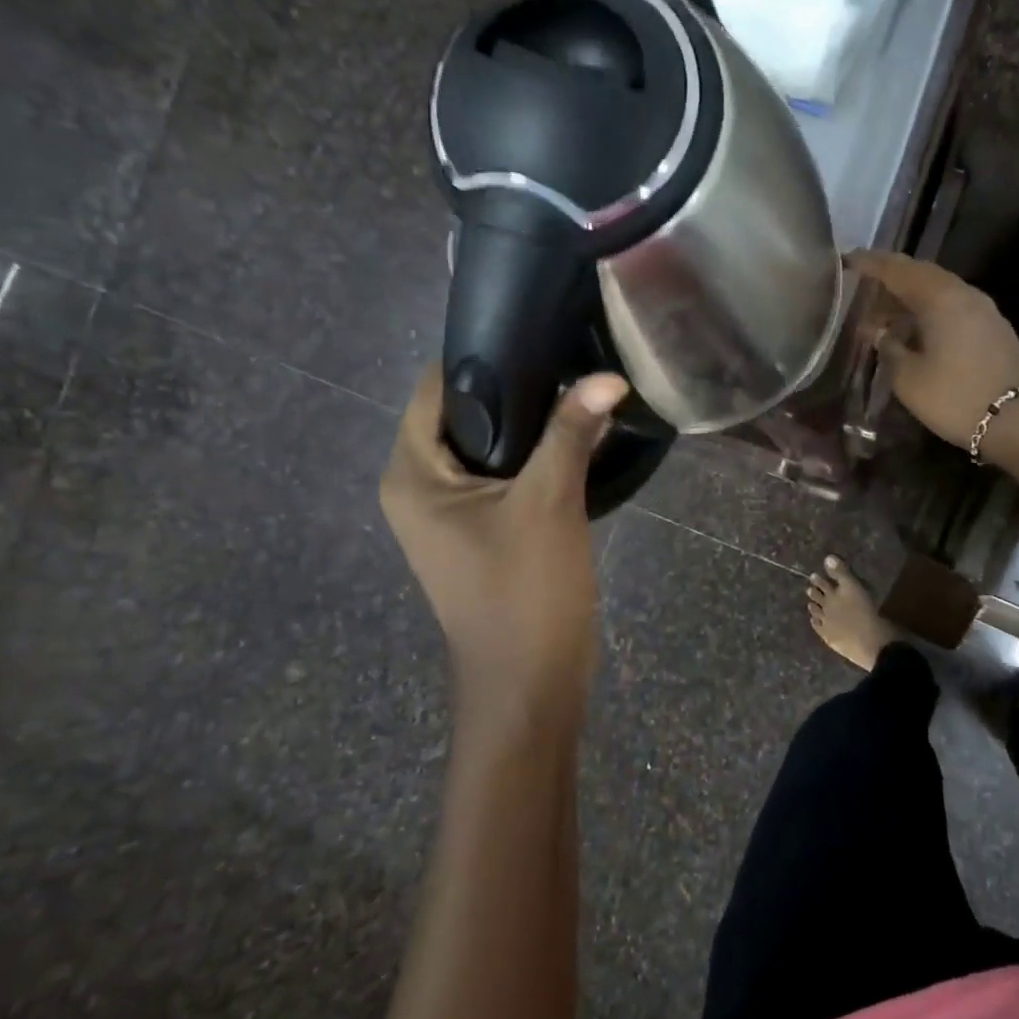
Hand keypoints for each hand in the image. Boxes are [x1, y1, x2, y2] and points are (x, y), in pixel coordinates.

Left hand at [381, 368, 627, 720]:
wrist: (530, 683)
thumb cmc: (523, 592)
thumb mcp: (548, 504)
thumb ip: (571, 433)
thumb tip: (607, 377)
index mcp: (412, 476)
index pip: (434, 390)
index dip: (481, 358)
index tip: (538, 335)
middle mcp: (419, 489)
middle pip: (463, 416)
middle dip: (515, 391)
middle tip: (569, 361)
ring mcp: (450, 516)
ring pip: (488, 449)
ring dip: (530, 426)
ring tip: (579, 392)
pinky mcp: (481, 535)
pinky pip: (503, 479)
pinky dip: (534, 459)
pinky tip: (577, 441)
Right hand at [850, 250, 1018, 476]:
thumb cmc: (956, 398)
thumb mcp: (909, 378)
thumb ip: (888, 348)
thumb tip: (878, 331)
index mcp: (940, 298)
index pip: (897, 269)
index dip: (870, 264)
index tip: (846, 261)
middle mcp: (963, 294)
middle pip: (920, 275)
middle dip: (889, 279)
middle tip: (861, 290)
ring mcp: (983, 310)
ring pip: (938, 291)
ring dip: (909, 298)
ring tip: (882, 315)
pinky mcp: (992, 328)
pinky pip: (952, 307)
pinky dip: (927, 311)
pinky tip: (913, 330)